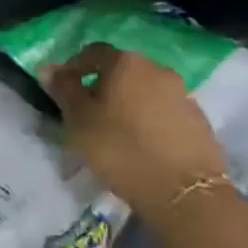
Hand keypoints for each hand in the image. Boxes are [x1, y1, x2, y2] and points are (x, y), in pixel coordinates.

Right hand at [41, 43, 228, 219]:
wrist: (185, 194)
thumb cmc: (122, 150)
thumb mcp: (80, 121)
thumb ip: (63, 91)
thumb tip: (48, 68)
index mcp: (125, 62)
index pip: (93, 52)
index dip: (75, 67)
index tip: (64, 89)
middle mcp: (157, 69)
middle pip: (122, 70)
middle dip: (104, 86)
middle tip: (89, 113)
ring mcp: (183, 94)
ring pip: (146, 91)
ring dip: (130, 104)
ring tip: (118, 133)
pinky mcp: (200, 121)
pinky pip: (166, 112)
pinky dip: (151, 121)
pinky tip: (144, 145)